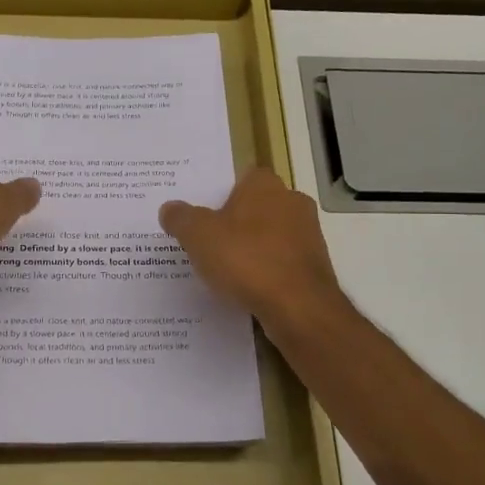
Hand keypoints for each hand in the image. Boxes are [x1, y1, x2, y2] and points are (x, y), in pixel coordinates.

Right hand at [159, 169, 344, 329]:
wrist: (298, 306)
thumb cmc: (246, 259)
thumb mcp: (198, 236)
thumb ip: (181, 218)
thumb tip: (169, 208)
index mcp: (264, 185)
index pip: (241, 178)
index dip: (221, 194)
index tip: (204, 215)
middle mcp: (292, 202)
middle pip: (257, 207)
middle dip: (236, 222)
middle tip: (208, 242)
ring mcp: (308, 234)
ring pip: (271, 235)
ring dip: (252, 248)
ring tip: (225, 270)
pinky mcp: (315, 266)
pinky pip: (282, 262)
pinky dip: (266, 271)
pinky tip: (248, 289)